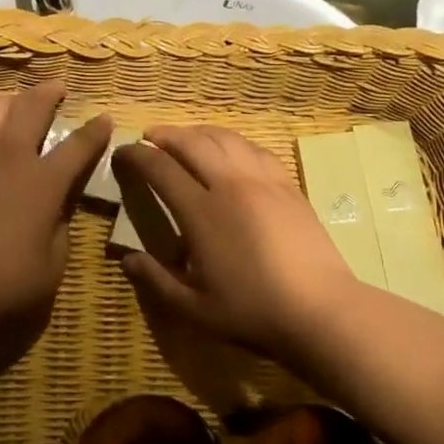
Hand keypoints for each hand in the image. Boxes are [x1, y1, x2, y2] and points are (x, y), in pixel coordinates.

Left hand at [0, 82, 111, 338]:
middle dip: (49, 92)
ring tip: (15, 105)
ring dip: (11, 102)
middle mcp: (10, 155)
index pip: (79, 146)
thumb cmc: (1, 282)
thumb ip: (59, 232)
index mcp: (45, 181)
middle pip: (33, 107)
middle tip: (57, 87)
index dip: (96, 131)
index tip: (104, 118)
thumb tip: (57, 213)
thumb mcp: (50, 267)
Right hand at [112, 126, 363, 375]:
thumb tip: (126, 259)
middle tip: (149, 137)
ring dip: (198, 132)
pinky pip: (254, 149)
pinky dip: (233, 141)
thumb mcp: (194, 308)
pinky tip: (230, 150)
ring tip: (185, 138)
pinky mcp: (288, 185)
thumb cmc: (253, 311)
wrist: (320, 310)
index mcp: (201, 212)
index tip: (123, 152)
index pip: (160, 168)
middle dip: (165, 134)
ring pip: (225, 138)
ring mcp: (263, 180)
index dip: (137, 155)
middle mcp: (230, 185)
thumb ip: (156, 280)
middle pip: (192, 142)